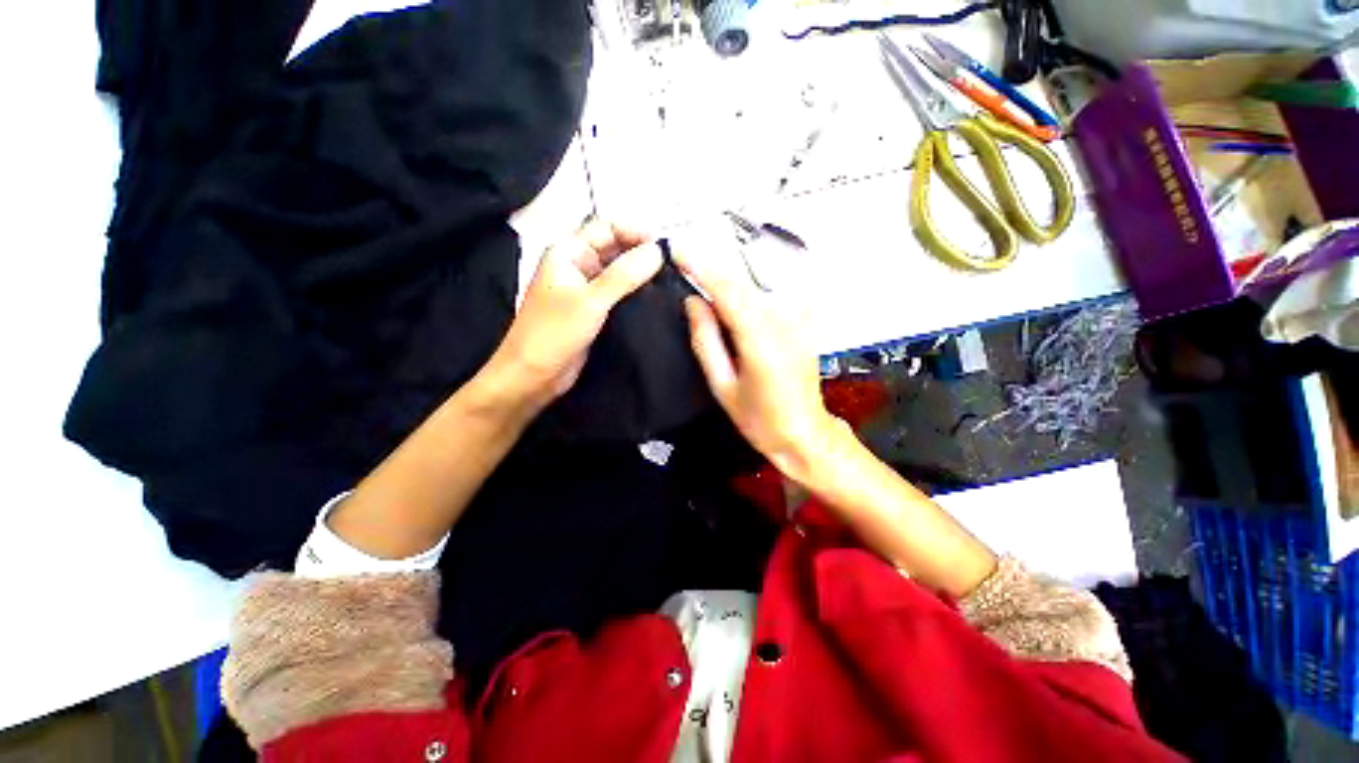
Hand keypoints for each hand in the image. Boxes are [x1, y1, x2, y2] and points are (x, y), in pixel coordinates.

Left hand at [487, 219, 662, 408]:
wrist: (533, 376)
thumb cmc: (553, 334)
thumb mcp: (590, 301)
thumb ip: (624, 275)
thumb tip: (657, 251)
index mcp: (568, 252)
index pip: (607, 227)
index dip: (635, 232)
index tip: (663, 248)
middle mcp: (578, 265)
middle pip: (615, 247)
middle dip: (641, 252)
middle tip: (671, 265)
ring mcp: (586, 289)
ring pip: (619, 271)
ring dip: (640, 273)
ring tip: (668, 280)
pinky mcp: (594, 310)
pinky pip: (619, 293)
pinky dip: (636, 292)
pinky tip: (655, 299)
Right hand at [672, 241, 842, 482]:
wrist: (804, 432)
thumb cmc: (759, 418)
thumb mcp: (722, 385)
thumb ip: (705, 340)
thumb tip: (693, 301)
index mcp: (760, 340)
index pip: (728, 289)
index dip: (701, 266)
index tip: (677, 250)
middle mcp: (783, 321)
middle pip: (742, 282)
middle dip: (711, 269)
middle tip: (682, 261)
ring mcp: (797, 320)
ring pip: (754, 288)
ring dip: (727, 281)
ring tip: (700, 278)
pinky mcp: (803, 322)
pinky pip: (767, 298)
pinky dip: (744, 293)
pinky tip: (729, 300)